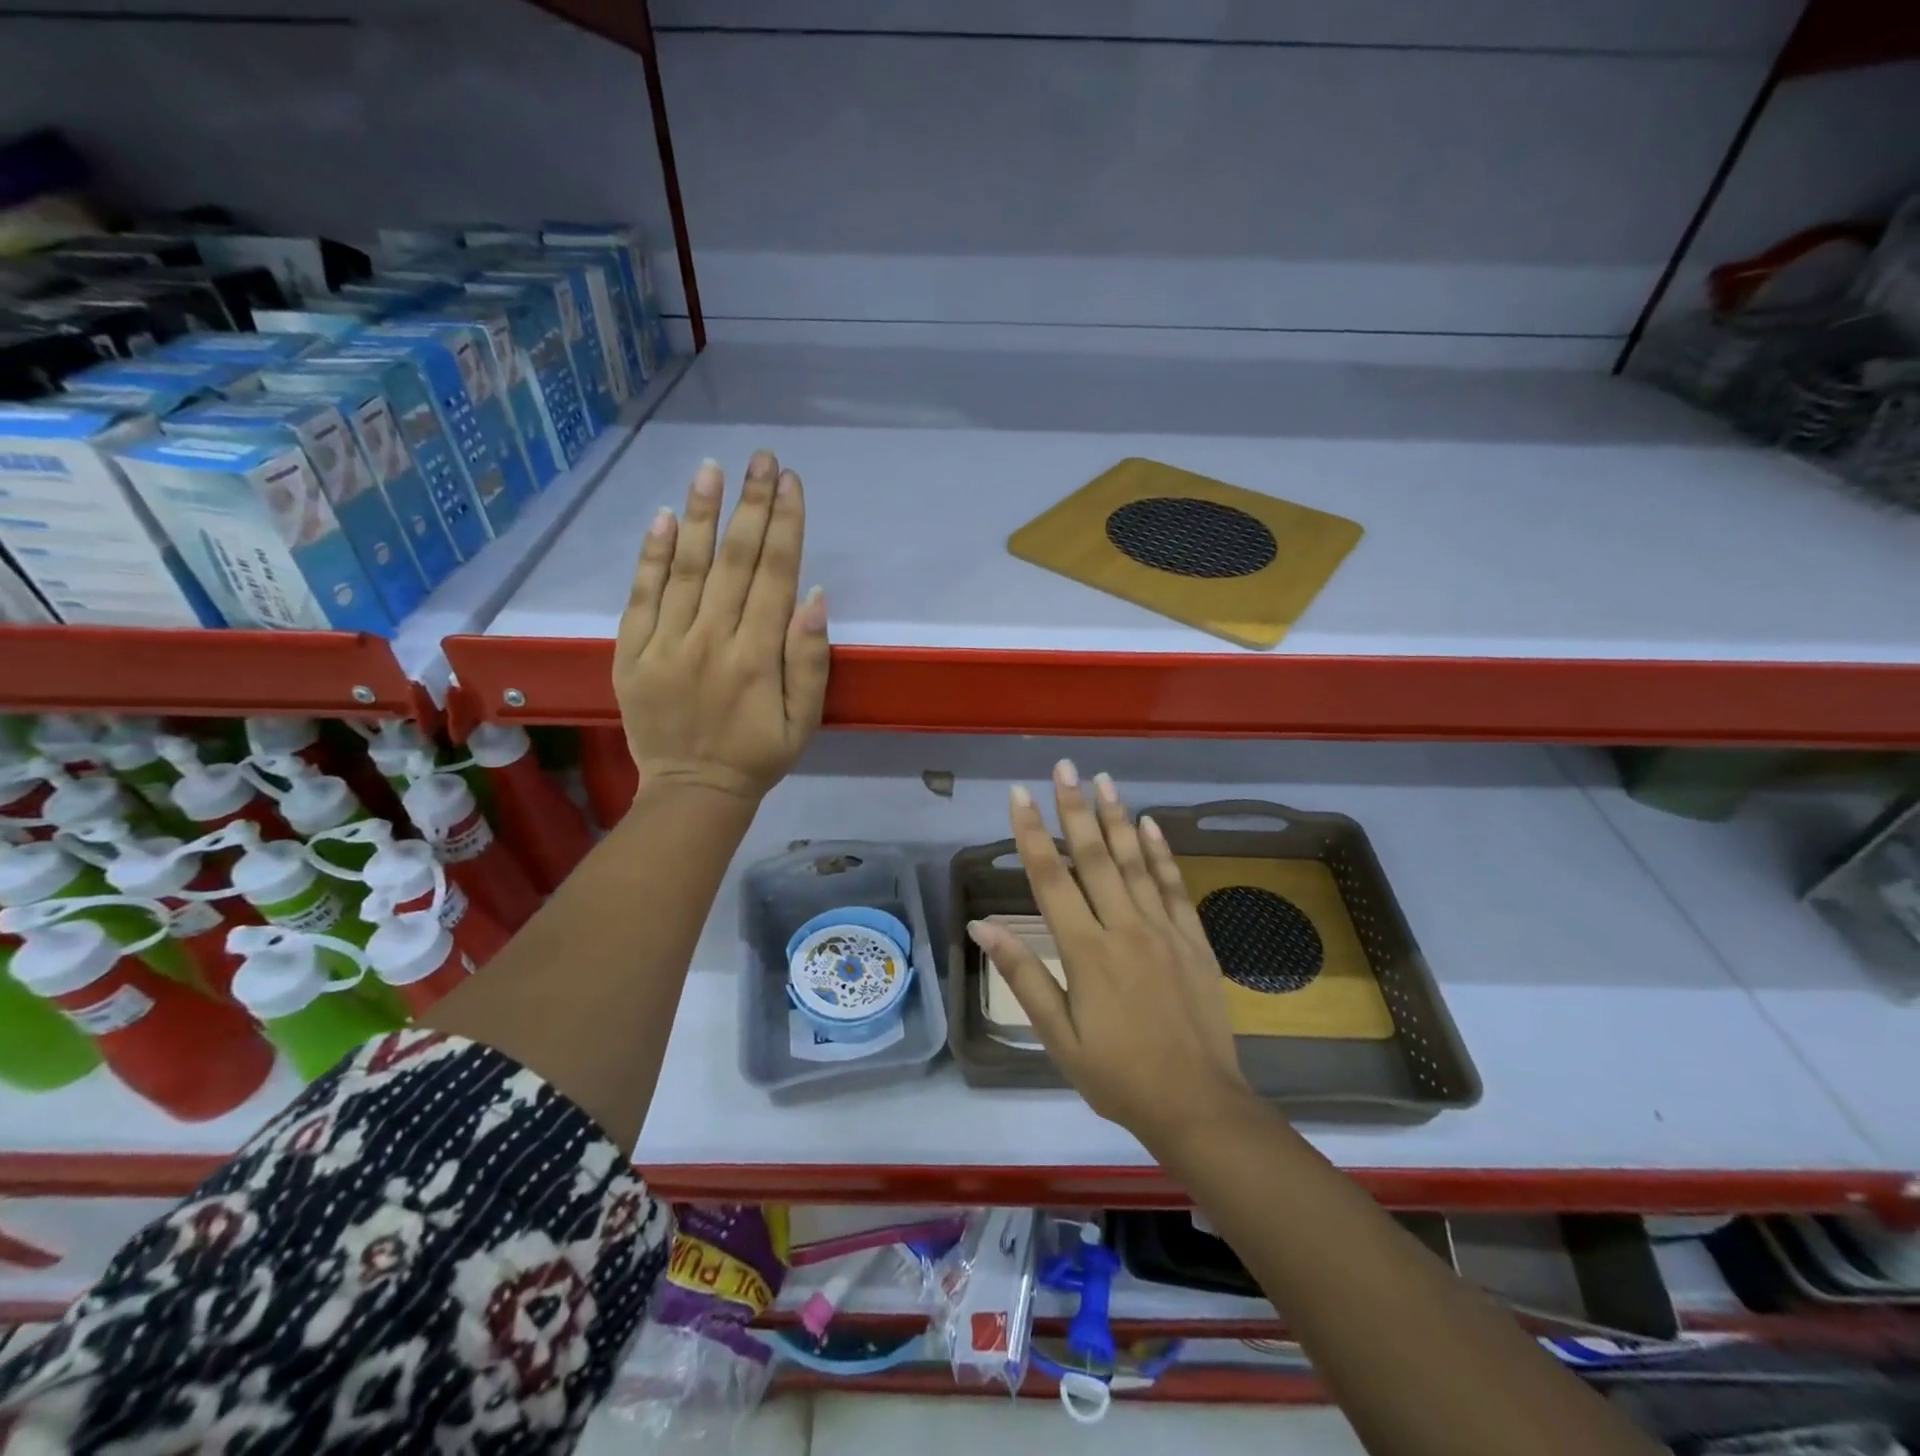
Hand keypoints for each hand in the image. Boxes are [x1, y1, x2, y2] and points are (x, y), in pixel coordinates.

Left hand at [613, 451, 829, 803]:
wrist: (692, 792)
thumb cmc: (758, 756)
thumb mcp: (804, 721)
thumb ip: (809, 660)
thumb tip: (812, 595)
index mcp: (757, 657)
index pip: (774, 575)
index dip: (785, 525)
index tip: (791, 482)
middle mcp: (711, 640)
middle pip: (735, 561)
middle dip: (751, 504)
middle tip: (761, 457)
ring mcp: (666, 645)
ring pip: (686, 568)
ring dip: (701, 515)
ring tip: (711, 469)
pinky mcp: (631, 654)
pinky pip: (641, 597)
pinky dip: (651, 557)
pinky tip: (663, 519)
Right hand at [968, 760, 1252, 1145]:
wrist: (1197, 1104)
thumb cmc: (1116, 1075)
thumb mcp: (1057, 1036)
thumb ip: (1024, 975)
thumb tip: (984, 927)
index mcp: (1085, 952)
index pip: (1052, 879)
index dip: (1032, 833)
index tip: (1020, 796)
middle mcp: (1123, 928)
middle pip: (1095, 857)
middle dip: (1075, 809)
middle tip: (1064, 767)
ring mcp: (1163, 930)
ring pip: (1136, 862)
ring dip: (1117, 818)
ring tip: (1104, 780)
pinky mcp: (1193, 939)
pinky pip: (1174, 886)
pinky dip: (1162, 853)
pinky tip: (1151, 824)